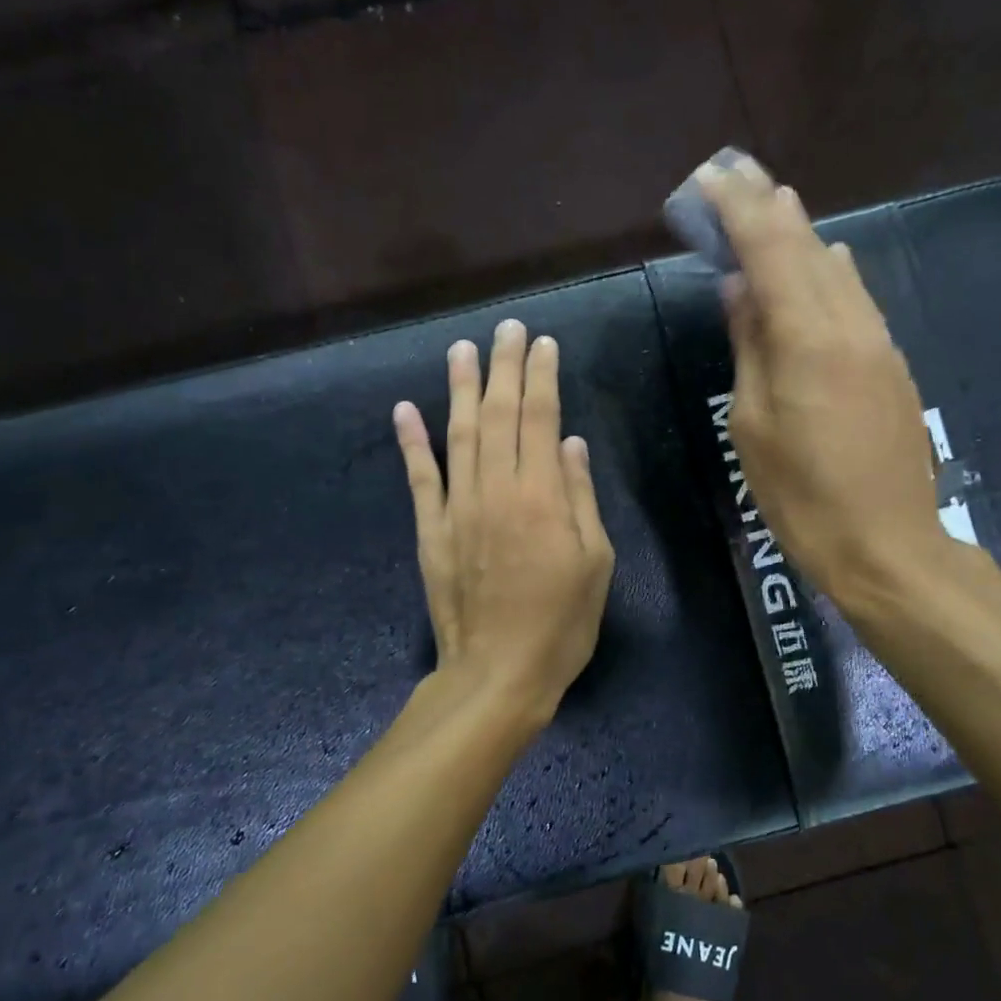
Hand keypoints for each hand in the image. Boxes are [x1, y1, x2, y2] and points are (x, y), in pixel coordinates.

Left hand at [393, 319, 615, 728]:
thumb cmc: (561, 622)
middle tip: (506, 328)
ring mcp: (457, 508)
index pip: (541, 417)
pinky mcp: (431, 531)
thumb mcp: (595, 562)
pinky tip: (405, 409)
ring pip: (458, 434)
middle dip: (503, 366)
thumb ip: (581, 497)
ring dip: (460, 388)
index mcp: (542, 495)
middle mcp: (496, 489)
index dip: (541, 375)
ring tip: (461, 349)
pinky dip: (410, 442)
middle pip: (499, 413)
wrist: (497, 673)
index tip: (542, 343)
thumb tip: (571, 443)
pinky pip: (419, 478)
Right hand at [699, 159, 965, 608]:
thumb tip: (741, 289)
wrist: (887, 544)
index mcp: (808, 338)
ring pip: (838, 269)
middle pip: (808, 246)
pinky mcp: (892, 365)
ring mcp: (879, 342)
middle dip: (770, 206)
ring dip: (803, 233)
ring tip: (774, 203)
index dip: (739, 209)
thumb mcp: (752, 425)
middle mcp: (851, 325)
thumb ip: (749, 347)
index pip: (771, 249)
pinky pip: (856, 299)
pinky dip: (830, 270)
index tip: (711, 178)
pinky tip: (824, 259)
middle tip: (738, 173)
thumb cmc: (801, 495)